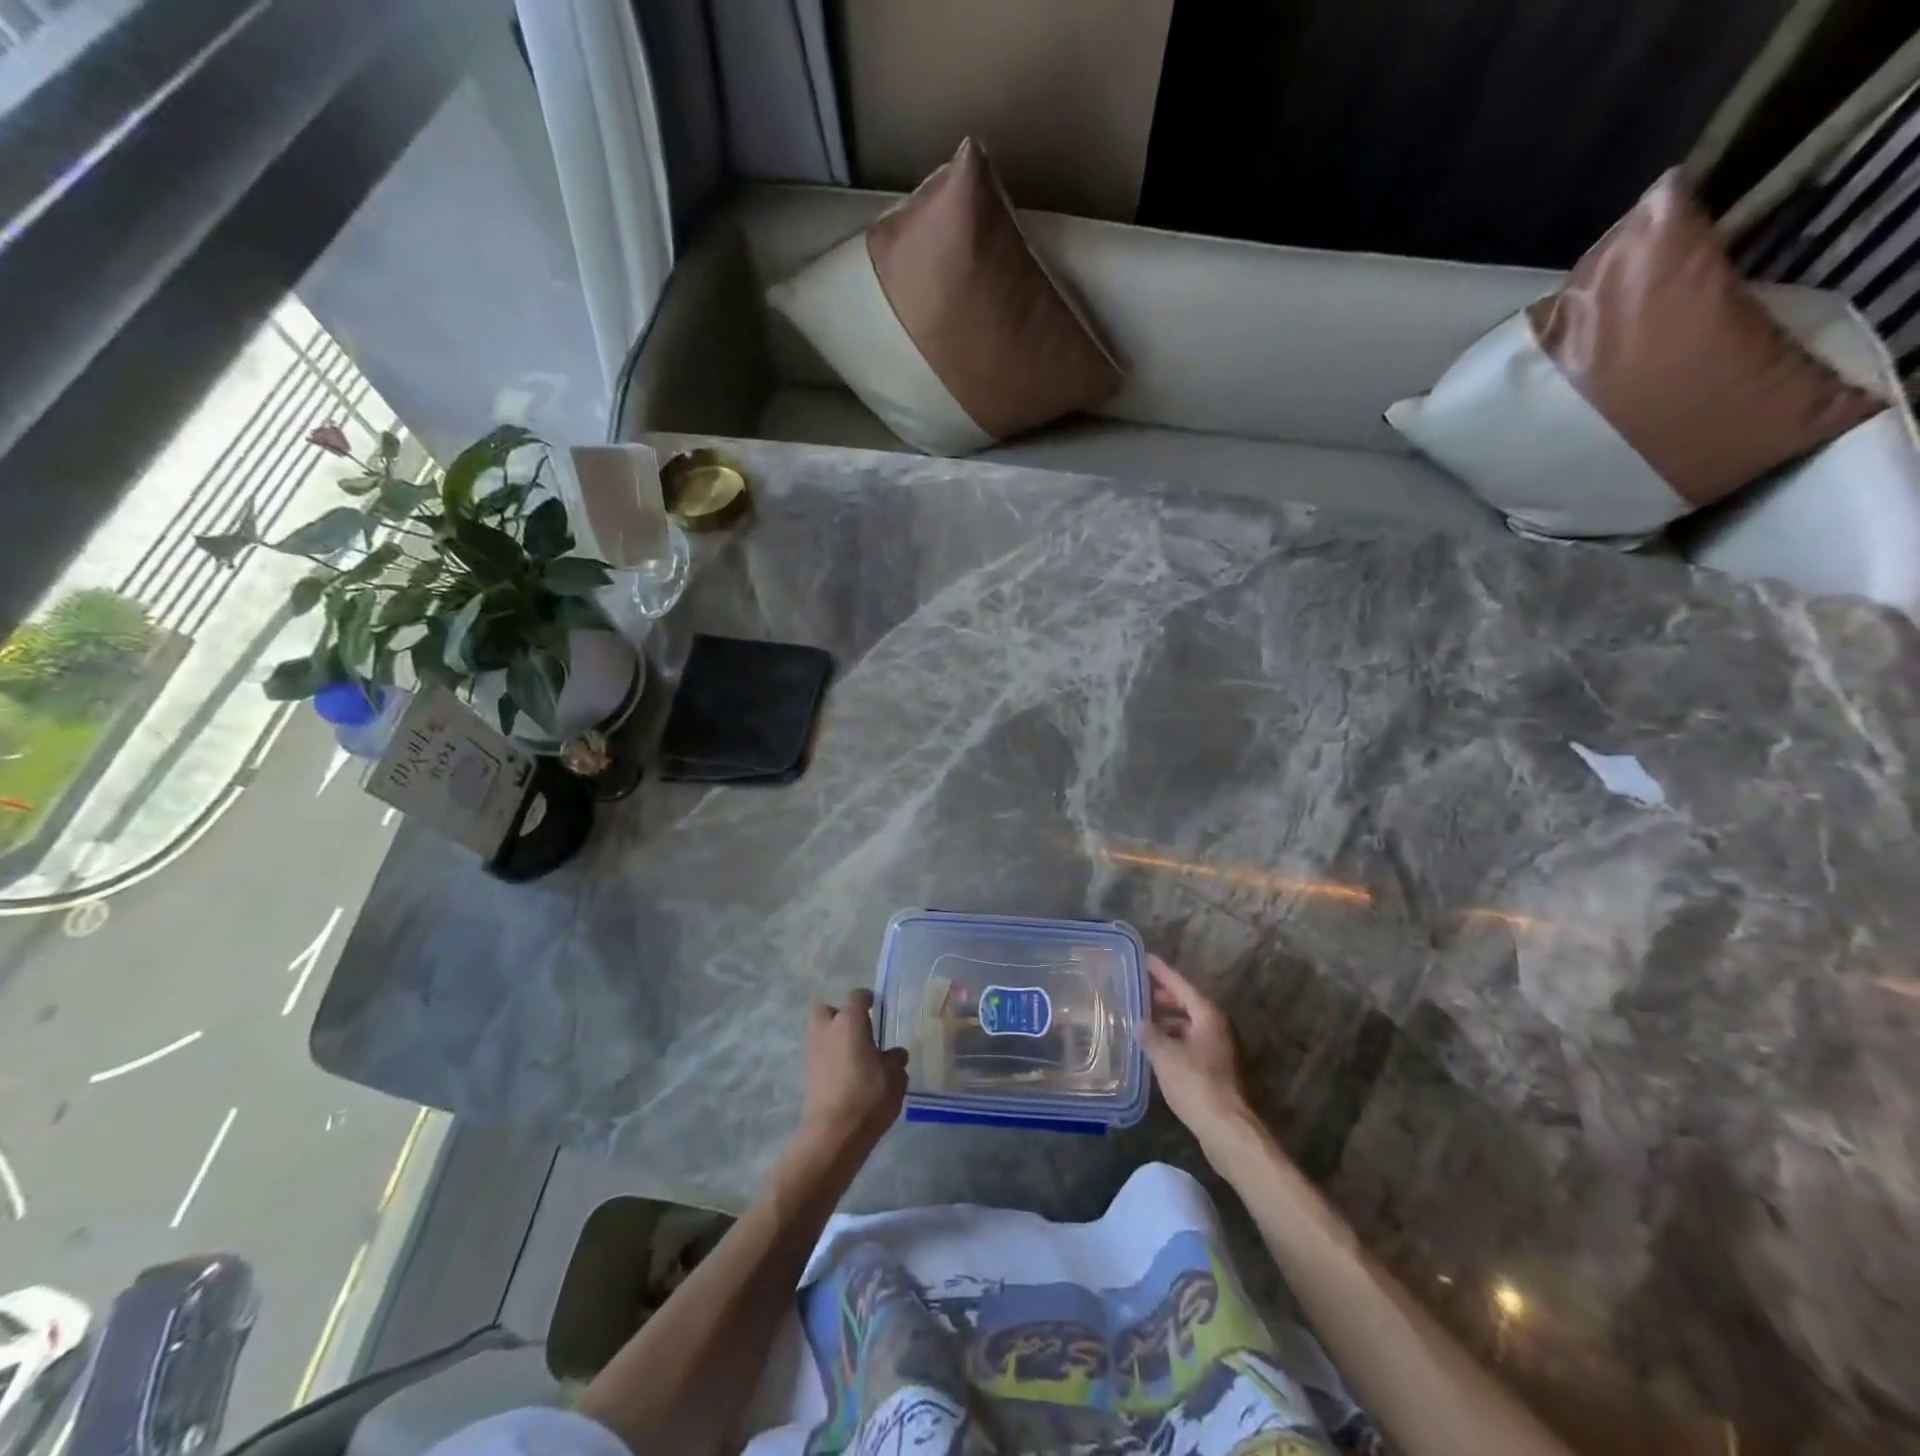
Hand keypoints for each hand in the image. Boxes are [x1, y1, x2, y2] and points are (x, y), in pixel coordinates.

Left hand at [797, 989, 908, 1156]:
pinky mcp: (806, 1075)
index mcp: (850, 1022)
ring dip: (833, 1039)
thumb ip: (895, 1061)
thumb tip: (895, 1054)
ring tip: (853, 1056)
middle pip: (826, 1010)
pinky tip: (845, 1075)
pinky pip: (818, 1056)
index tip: (875, 1005)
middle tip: (857, 1030)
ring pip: (819, 1033)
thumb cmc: (868, 1097)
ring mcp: (812, 1053)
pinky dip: (829, 1059)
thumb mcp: (895, 1078)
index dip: (867, 999)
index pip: (856, 996)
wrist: (832, 1135)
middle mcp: (827, 1030)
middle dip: (838, 1015)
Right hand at [1138, 955, 1253, 1148]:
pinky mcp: (1217, 1070)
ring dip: (1168, 1019)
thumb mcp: (1164, 1055)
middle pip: (1188, 1003)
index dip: (1162, 972)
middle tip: (1140, 988)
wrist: (1227, 1129)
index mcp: (1208, 1015)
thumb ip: (1149, 1034)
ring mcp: (1220, 1049)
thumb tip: (1139, 1023)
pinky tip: (1156, 1047)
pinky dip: (1174, 1038)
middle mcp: (1218, 1027)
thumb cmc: (1195, 1083)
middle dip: (1164, 996)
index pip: (1182, 985)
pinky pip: (1191, 1042)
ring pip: (1190, 1024)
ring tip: (1143, 1017)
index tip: (1145, 958)